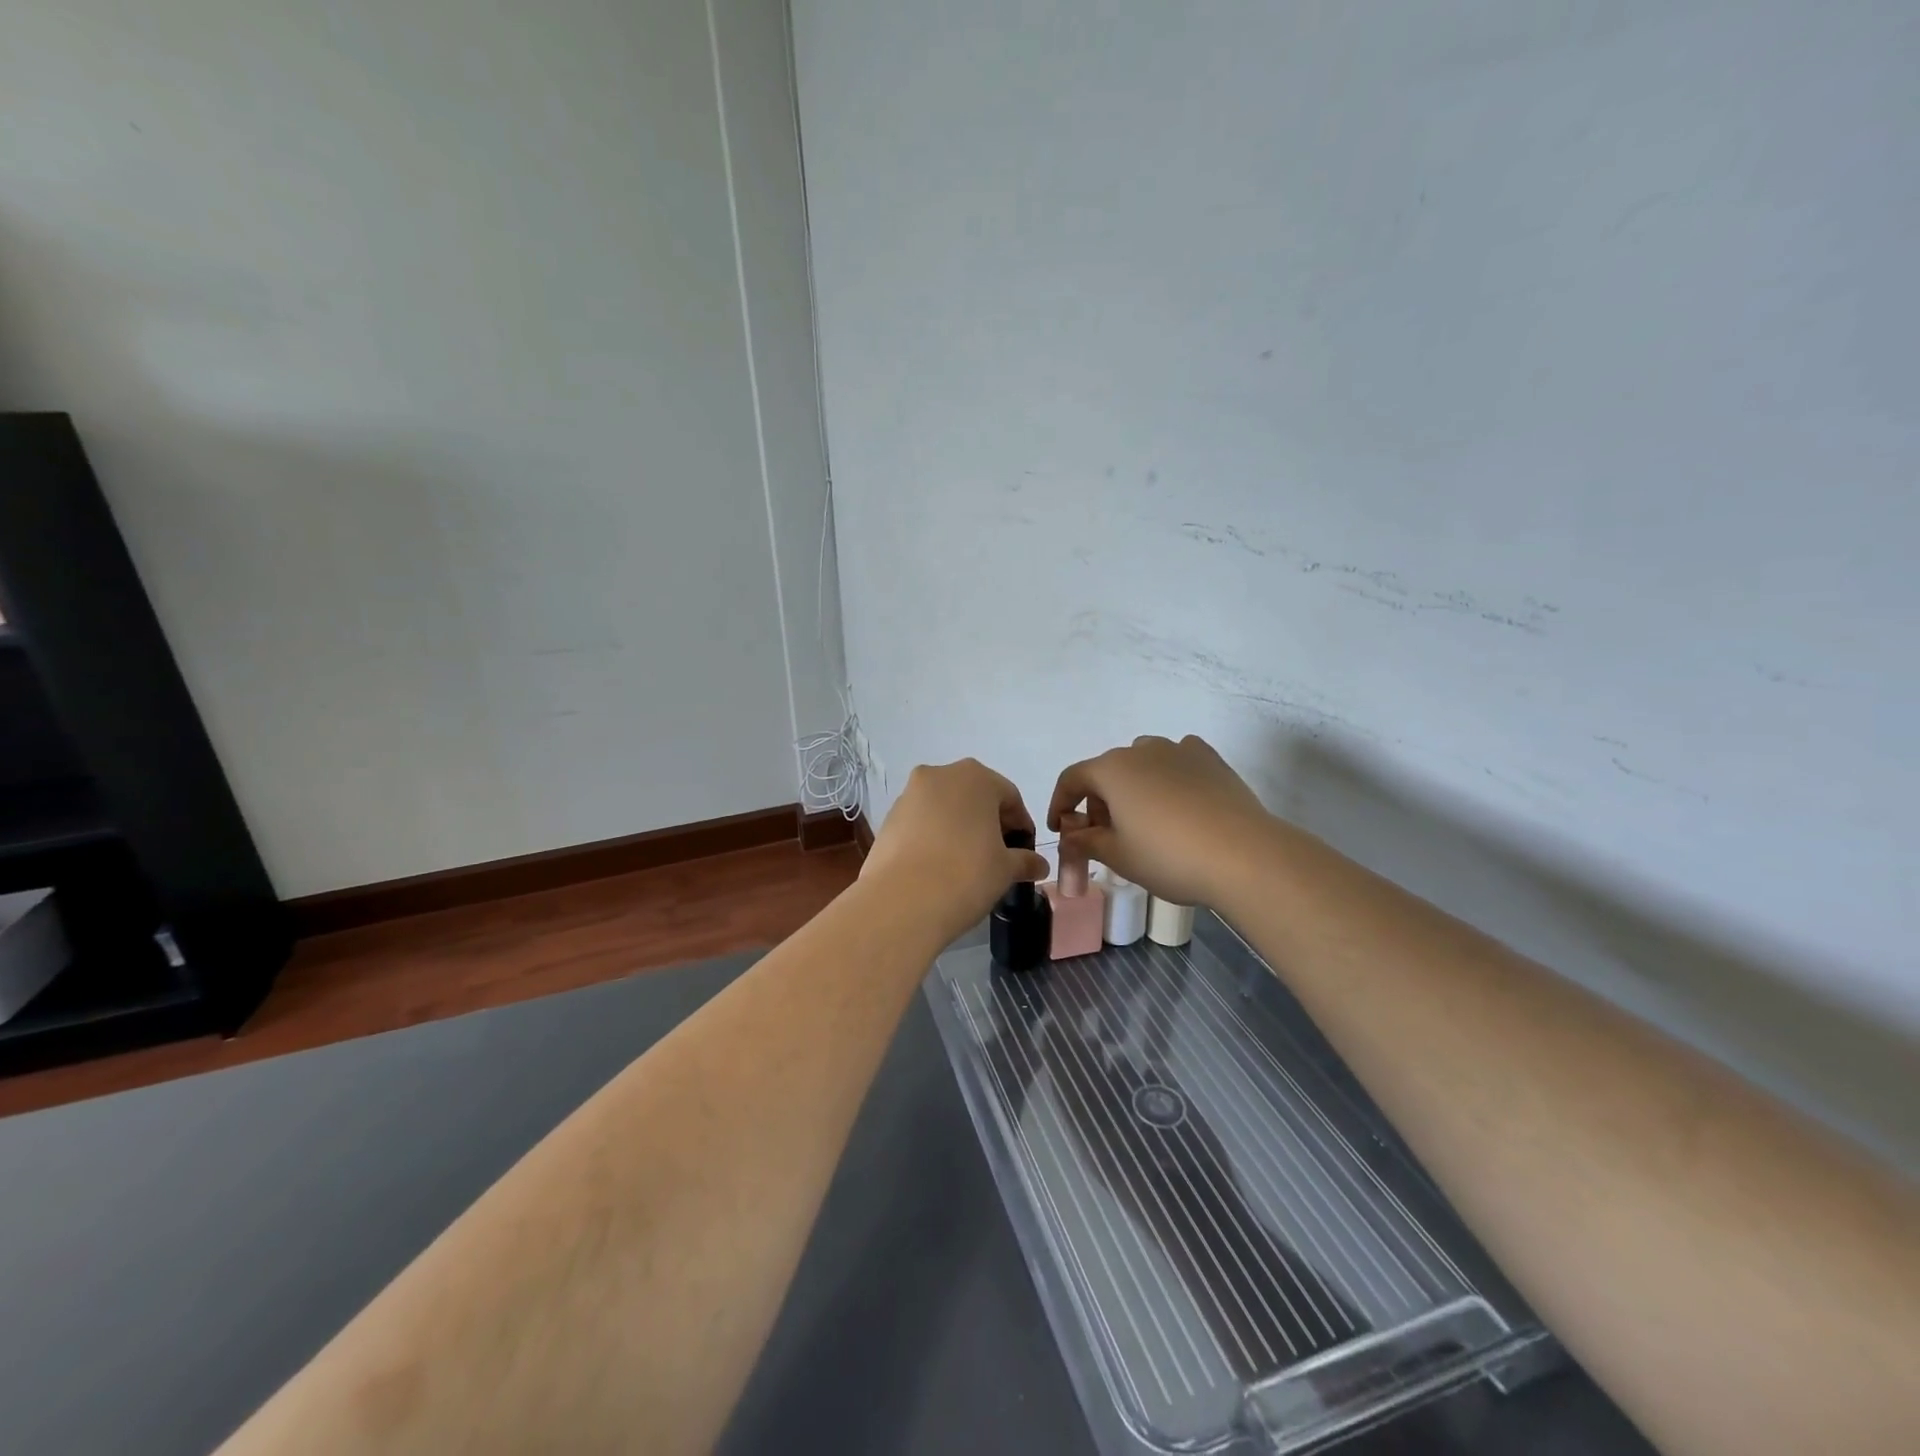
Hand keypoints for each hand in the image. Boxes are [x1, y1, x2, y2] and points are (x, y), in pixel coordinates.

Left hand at [863, 759, 1050, 944]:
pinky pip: (921, 822)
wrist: (901, 902)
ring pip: (945, 807)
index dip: (1021, 825)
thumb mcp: (1005, 869)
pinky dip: (933, 837)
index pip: (1009, 797)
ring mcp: (909, 795)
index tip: (1024, 852)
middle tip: (997, 856)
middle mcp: (940, 775)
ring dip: (959, 828)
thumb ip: (1025, 861)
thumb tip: (1038, 865)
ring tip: (965, 864)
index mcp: (975, 777)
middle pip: (974, 796)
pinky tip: (938, 866)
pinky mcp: (888, 818)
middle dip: (988, 822)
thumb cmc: (966, 875)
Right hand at [1047, 734, 1272, 907]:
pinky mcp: (1210, 759)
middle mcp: (1142, 750)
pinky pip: (1177, 762)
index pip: (1072, 779)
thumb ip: (1086, 842)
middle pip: (1107, 771)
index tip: (1061, 830)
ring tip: (1144, 821)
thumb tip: (1070, 836)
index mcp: (1111, 770)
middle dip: (1098, 802)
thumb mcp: (1118, 856)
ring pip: (1143, 764)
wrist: (1243, 856)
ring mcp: (1179, 750)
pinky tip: (1178, 802)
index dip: (1060, 804)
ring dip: (1133, 787)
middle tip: (1104, 837)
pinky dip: (1168, 778)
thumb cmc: (1168, 857)